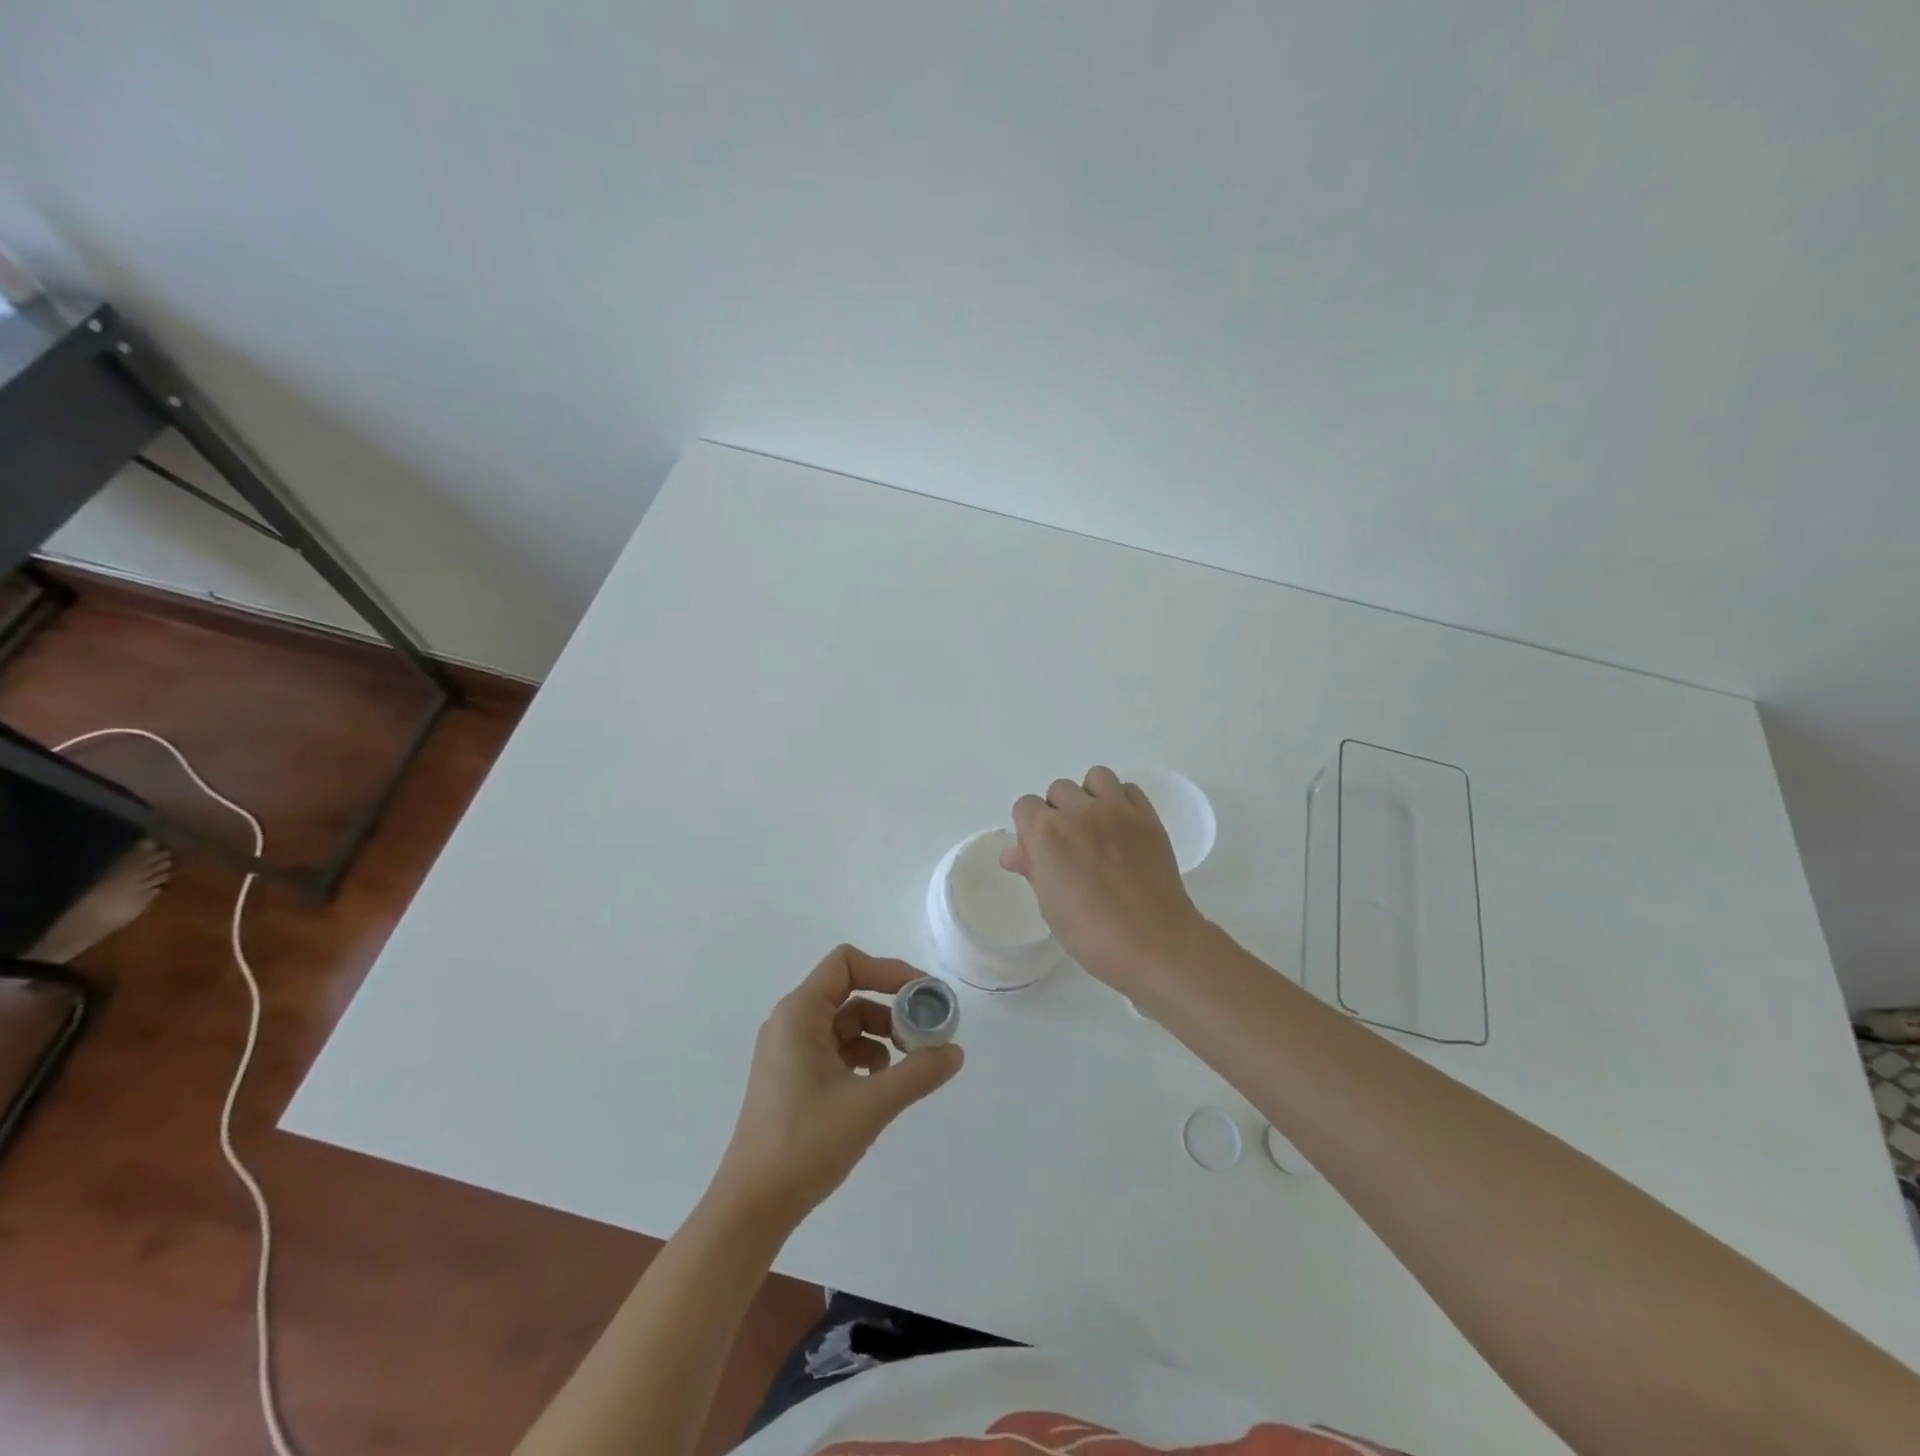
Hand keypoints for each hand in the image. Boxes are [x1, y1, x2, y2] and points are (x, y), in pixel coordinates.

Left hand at [713, 946, 963, 1229]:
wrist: (752, 1207)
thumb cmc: (805, 1144)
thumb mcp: (870, 1105)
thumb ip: (917, 1073)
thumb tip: (955, 1051)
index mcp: (799, 1014)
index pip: (847, 963)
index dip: (889, 971)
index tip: (924, 995)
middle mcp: (791, 1022)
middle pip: (850, 991)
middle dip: (891, 1007)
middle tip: (925, 1032)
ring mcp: (789, 1051)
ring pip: (845, 1022)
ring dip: (881, 1035)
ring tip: (908, 1064)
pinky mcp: (793, 1077)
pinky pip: (836, 1049)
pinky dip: (864, 1057)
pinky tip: (880, 1085)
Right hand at [1000, 765, 1209, 994]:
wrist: (1154, 942)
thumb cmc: (1091, 933)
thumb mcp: (1050, 905)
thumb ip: (1032, 869)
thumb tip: (1013, 854)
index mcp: (1047, 833)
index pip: (1025, 807)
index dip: (1028, 829)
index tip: (1039, 853)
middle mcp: (1080, 811)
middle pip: (1058, 790)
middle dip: (1057, 813)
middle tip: (1069, 846)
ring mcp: (1118, 810)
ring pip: (1095, 778)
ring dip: (1089, 796)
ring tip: (1096, 827)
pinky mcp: (1148, 817)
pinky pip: (1128, 789)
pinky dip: (1121, 801)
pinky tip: (1122, 828)